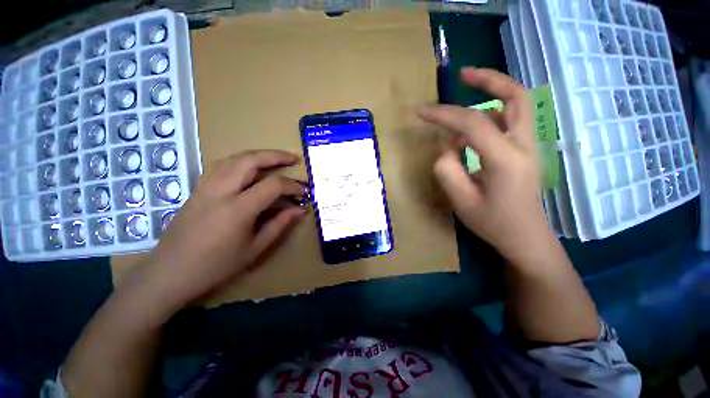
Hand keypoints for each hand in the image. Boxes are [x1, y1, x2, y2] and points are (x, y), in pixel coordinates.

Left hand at [141, 150, 306, 309]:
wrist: (169, 273)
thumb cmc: (216, 266)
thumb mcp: (255, 249)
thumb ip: (280, 225)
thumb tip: (300, 210)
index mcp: (237, 209)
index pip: (272, 185)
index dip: (292, 186)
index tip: (303, 192)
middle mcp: (220, 191)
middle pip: (251, 160)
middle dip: (276, 156)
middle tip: (293, 158)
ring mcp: (205, 187)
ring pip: (234, 158)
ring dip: (258, 155)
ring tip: (275, 159)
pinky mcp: (197, 188)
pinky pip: (221, 165)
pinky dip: (240, 161)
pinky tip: (249, 168)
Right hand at [418, 68, 550, 262]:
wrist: (526, 237)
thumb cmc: (493, 223)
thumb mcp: (461, 201)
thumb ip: (447, 170)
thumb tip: (446, 149)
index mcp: (505, 158)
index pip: (473, 122)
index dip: (444, 114)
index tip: (420, 111)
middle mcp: (523, 145)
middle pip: (515, 95)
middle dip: (489, 79)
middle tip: (463, 75)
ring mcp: (528, 146)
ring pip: (515, 105)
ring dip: (489, 96)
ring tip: (460, 105)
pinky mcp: (524, 151)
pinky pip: (509, 122)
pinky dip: (488, 118)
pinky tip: (469, 136)